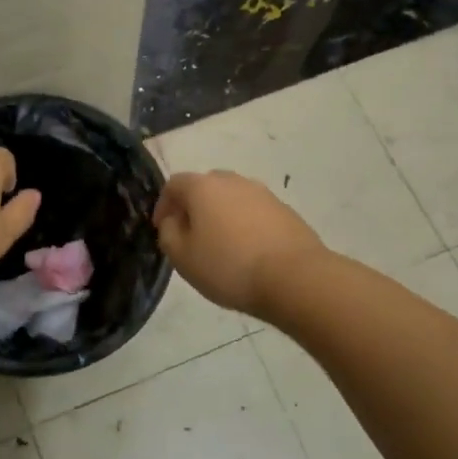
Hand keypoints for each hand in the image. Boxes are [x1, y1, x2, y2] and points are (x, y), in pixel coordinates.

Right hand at [152, 170, 325, 316]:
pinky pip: (254, 212)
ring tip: (221, 246)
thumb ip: (169, 233)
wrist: (294, 277)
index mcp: (203, 187)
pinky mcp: (285, 210)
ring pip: (232, 198)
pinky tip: (248, 252)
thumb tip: (174, 220)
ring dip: (221, 215)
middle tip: (191, 235)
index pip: (174, 184)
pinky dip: (245, 225)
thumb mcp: (183, 257)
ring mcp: (263, 193)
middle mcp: (233, 181)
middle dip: (194, 207)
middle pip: (205, 186)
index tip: (162, 229)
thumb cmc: (228, 266)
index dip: (163, 205)